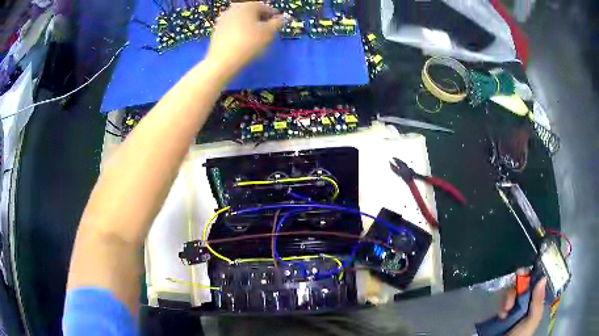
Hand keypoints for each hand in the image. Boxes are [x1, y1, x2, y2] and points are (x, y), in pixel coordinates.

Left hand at [206, 2, 285, 75]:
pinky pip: (232, 26)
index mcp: (247, 6)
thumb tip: (284, 18)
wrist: (223, 61)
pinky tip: (242, 39)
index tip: (277, 23)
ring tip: (255, 35)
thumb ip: (278, 23)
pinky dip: (239, 29)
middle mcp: (234, 8)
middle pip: (251, 11)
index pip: (264, 7)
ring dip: (249, 23)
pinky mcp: (217, 29)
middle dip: (260, 18)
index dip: (272, 15)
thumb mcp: (268, 33)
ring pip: (241, 18)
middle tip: (267, 29)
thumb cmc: (249, 44)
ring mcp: (223, 18)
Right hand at [499, 277, 546, 335]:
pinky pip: (503, 301)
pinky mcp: (504, 311)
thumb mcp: (532, 320)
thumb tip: (543, 277)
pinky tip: (501, 313)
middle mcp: (527, 302)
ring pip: (514, 291)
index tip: (529, 272)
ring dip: (509, 297)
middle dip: (519, 287)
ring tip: (505, 309)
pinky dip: (502, 304)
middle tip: (515, 291)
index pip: (538, 283)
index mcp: (536, 303)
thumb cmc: (520, 334)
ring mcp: (515, 307)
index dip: (534, 276)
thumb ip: (538, 302)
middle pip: (525, 284)